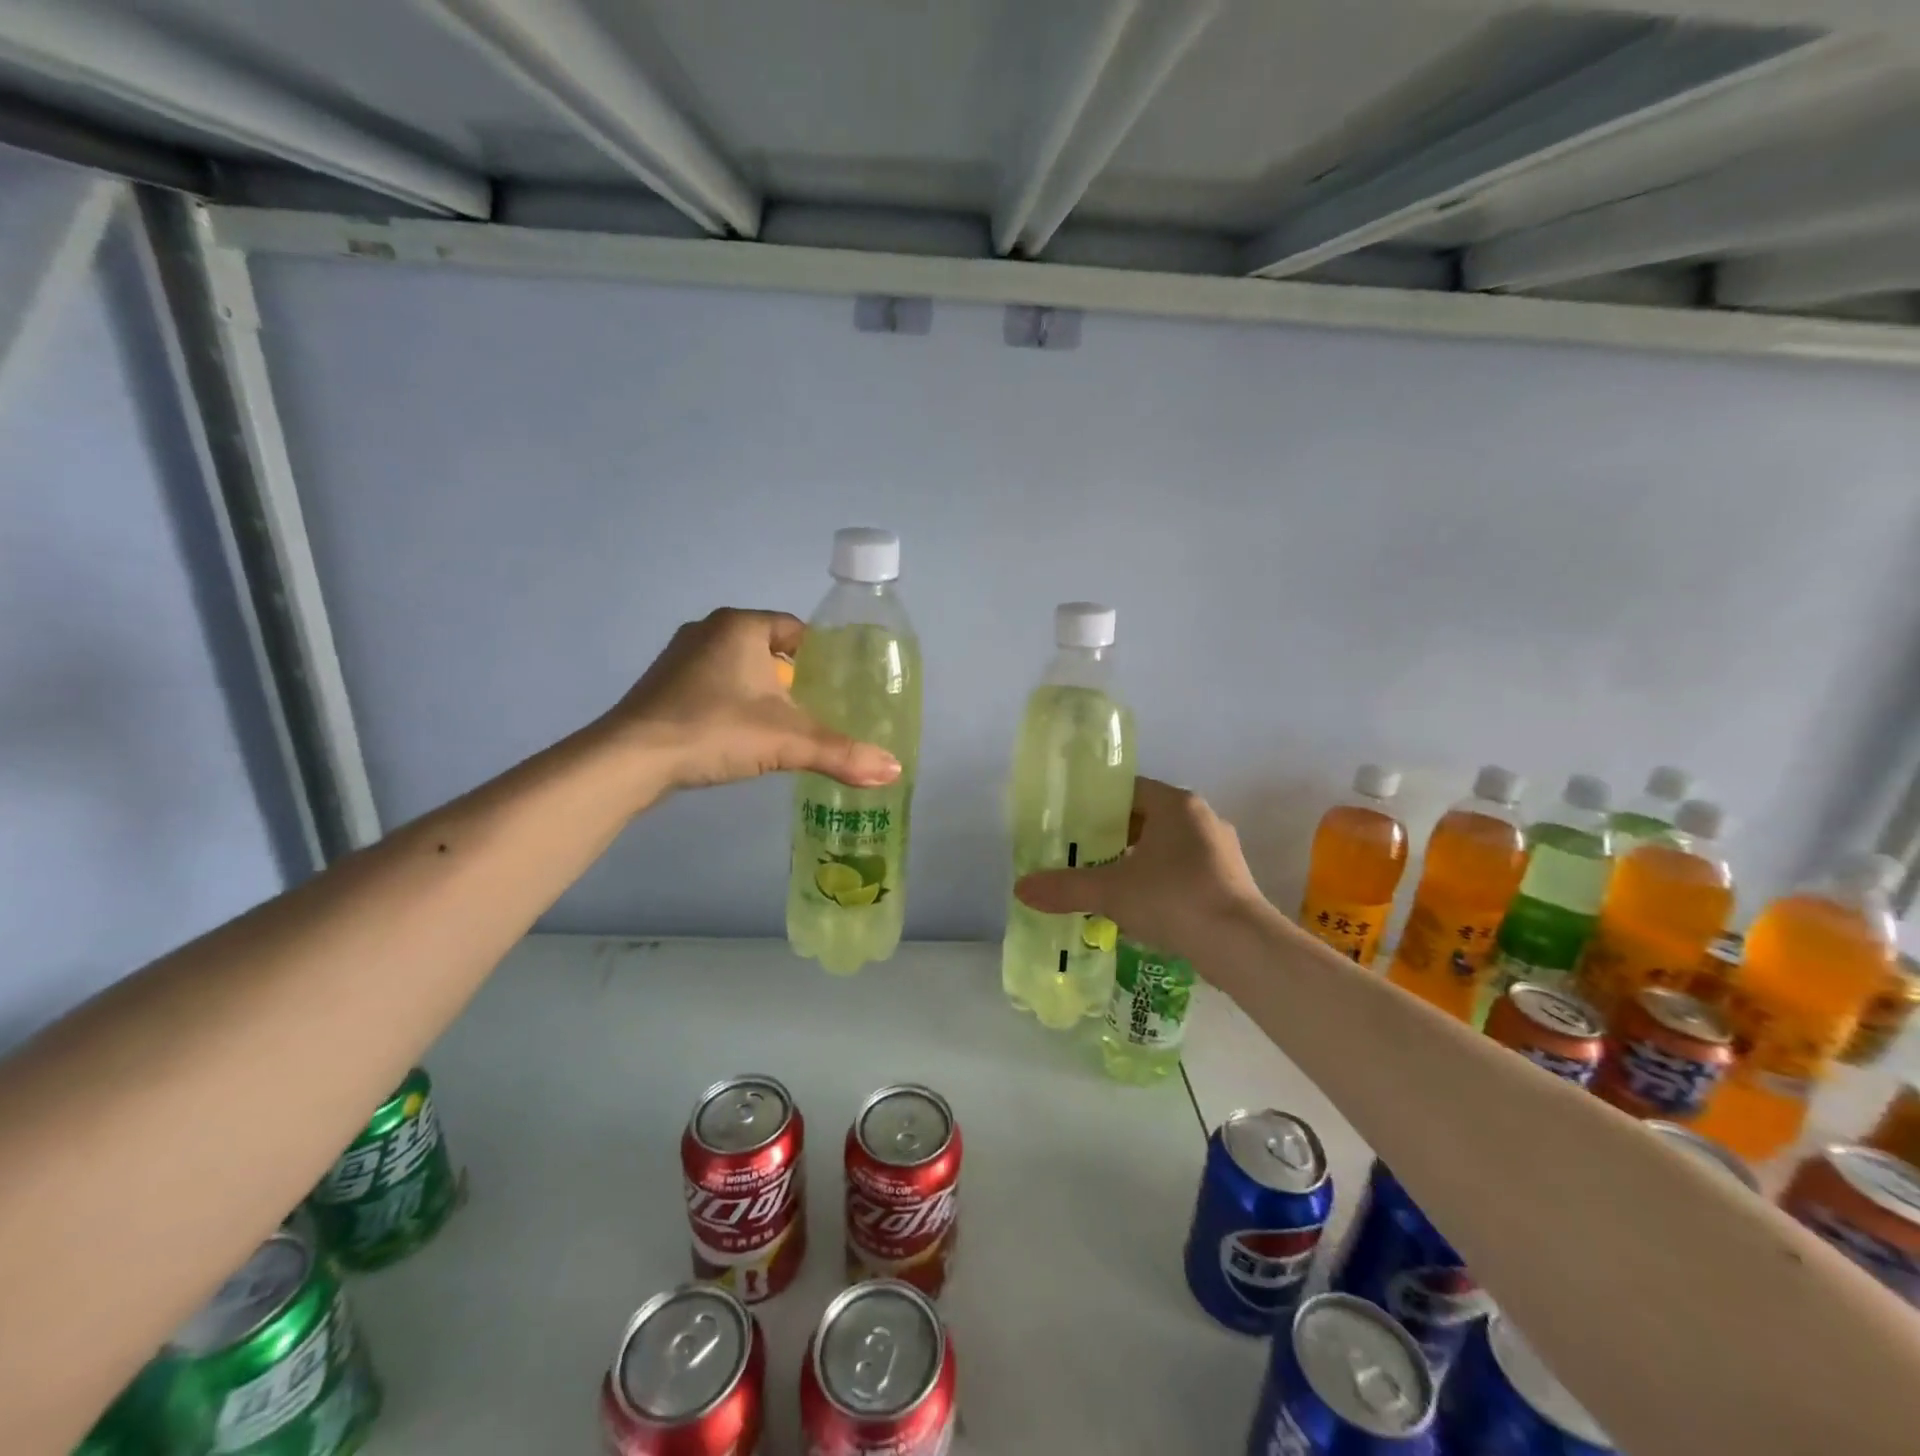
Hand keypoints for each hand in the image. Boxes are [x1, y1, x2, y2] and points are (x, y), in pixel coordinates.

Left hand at [607, 609, 900, 791]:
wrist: (630, 759)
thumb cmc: (714, 730)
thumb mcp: (787, 742)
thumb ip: (841, 753)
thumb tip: (894, 771)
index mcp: (740, 627)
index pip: (794, 629)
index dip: (819, 656)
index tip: (836, 686)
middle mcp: (708, 630)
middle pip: (767, 648)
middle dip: (790, 677)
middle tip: (814, 710)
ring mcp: (679, 657)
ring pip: (737, 667)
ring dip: (759, 691)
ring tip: (781, 726)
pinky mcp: (661, 686)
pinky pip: (711, 685)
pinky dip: (730, 703)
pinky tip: (737, 734)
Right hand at [1014, 778, 1269, 965]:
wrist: (1240, 945)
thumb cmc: (1173, 898)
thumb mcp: (1110, 891)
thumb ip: (1065, 888)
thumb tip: (1020, 889)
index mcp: (1175, 804)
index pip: (1129, 790)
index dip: (1098, 806)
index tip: (1073, 825)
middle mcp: (1202, 818)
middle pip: (1147, 818)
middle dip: (1115, 837)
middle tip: (1083, 855)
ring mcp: (1220, 850)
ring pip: (1167, 847)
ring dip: (1139, 861)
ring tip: (1108, 883)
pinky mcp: (1231, 880)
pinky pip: (1186, 871)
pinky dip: (1162, 882)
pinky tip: (1143, 907)